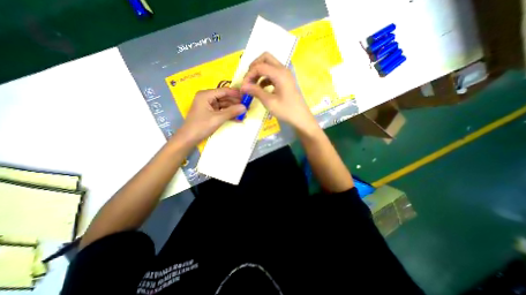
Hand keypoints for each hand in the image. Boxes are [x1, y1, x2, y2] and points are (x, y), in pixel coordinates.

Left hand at [174, 88, 244, 145]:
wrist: (189, 138)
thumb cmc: (201, 126)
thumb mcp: (218, 118)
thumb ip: (232, 112)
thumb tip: (245, 107)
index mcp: (206, 95)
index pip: (224, 91)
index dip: (235, 93)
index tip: (246, 96)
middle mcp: (207, 97)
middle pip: (224, 97)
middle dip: (235, 102)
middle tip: (247, 106)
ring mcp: (208, 105)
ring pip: (224, 105)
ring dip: (233, 109)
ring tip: (244, 113)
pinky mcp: (210, 112)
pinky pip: (222, 111)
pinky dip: (229, 114)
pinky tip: (237, 118)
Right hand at [241, 52, 315, 129]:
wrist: (301, 118)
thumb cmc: (286, 111)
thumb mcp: (269, 102)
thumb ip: (256, 91)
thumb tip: (243, 86)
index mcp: (280, 74)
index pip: (260, 66)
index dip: (249, 75)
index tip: (244, 86)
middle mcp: (283, 70)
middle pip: (265, 58)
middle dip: (254, 67)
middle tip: (248, 80)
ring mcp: (285, 74)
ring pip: (269, 64)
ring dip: (259, 72)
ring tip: (253, 85)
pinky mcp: (285, 80)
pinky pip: (273, 73)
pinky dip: (265, 77)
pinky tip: (261, 88)